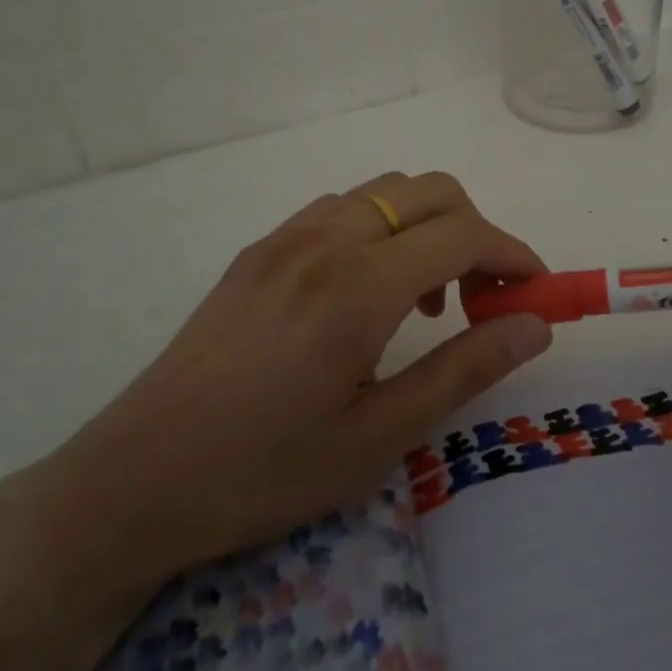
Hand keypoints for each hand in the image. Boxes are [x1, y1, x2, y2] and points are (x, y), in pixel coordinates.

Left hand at [29, 172, 551, 614]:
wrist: (136, 479)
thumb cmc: (265, 471)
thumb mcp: (378, 437)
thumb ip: (464, 369)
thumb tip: (534, 325)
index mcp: (359, 286)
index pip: (464, 234)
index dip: (513, 254)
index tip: (535, 293)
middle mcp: (326, 239)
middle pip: (430, 190)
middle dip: (476, 230)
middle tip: (482, 300)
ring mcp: (286, 237)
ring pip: (384, 190)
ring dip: (426, 226)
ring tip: (424, 300)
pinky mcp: (260, 249)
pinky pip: (341, 208)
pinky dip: (381, 227)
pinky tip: (366, 291)